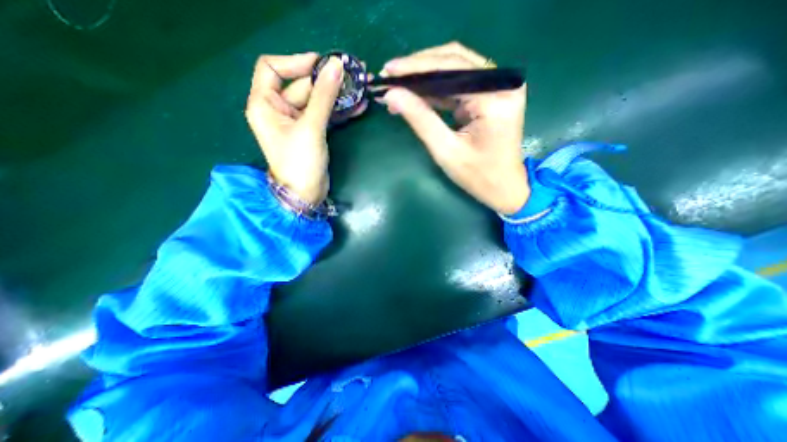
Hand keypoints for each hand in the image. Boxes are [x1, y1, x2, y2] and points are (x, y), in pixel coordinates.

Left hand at [244, 52, 368, 203]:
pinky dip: (339, 111)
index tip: (322, 63)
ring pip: (317, 101)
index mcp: (265, 104)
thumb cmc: (300, 162)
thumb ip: (323, 96)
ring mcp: (297, 122)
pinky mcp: (312, 132)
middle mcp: (278, 110)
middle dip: (327, 80)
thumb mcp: (311, 128)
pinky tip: (358, 106)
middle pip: (302, 85)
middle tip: (353, 73)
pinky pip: (325, 115)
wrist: (306, 194)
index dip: (296, 62)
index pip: (273, 68)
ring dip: (338, 95)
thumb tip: (336, 66)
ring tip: (361, 87)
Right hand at [375, 42, 527, 214]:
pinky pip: (459, 84)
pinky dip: (436, 89)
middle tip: (389, 75)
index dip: (415, 67)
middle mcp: (501, 83)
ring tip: (398, 85)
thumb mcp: (446, 151)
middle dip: (418, 68)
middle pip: (454, 60)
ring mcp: (498, 87)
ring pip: (455, 68)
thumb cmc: (478, 176)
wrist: (504, 188)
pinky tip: (416, 95)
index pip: (450, 68)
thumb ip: (420, 119)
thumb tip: (392, 95)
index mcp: (494, 97)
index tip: (387, 71)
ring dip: (425, 77)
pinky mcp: (491, 95)